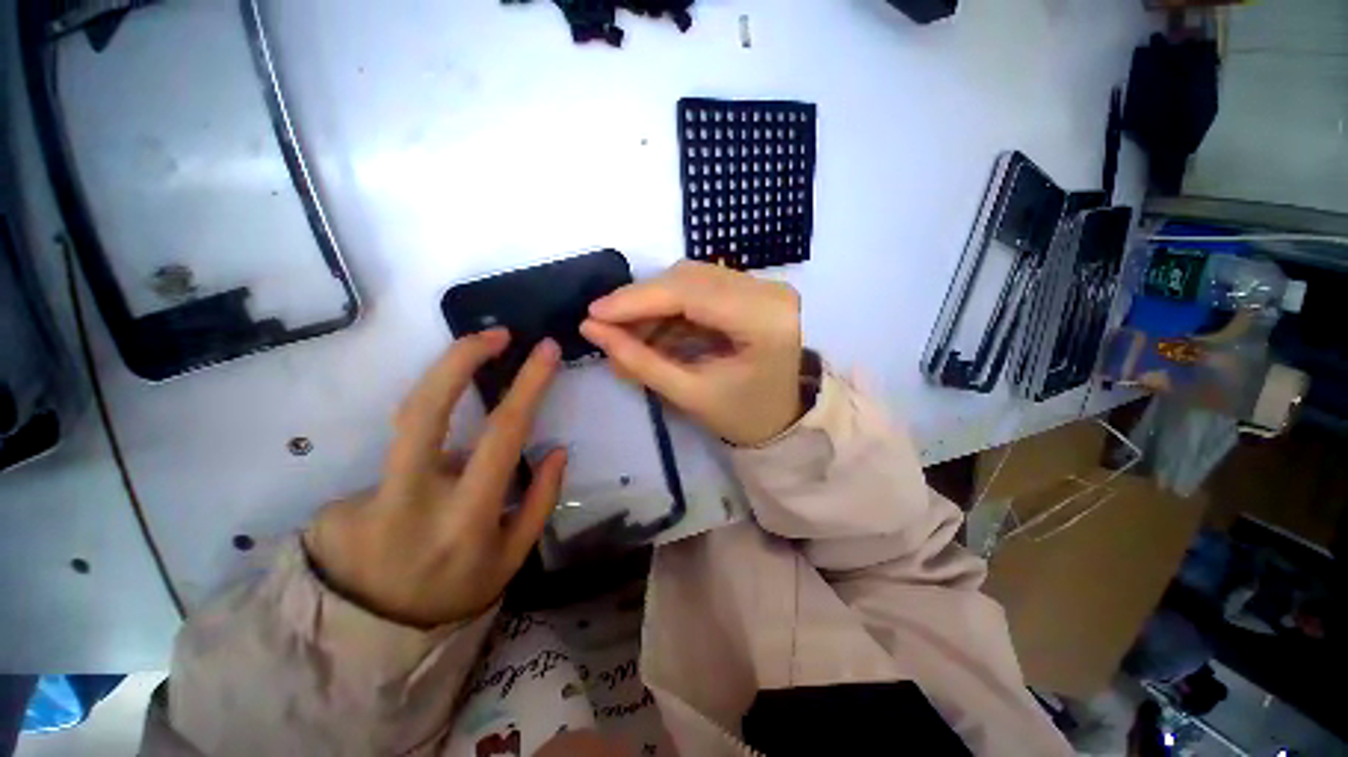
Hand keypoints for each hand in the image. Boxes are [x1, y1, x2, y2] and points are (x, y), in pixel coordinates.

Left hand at [303, 330, 566, 627]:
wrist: (371, 639)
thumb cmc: (456, 594)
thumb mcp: (512, 558)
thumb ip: (540, 501)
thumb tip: (557, 448)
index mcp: (466, 518)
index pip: (502, 434)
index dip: (527, 385)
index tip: (545, 350)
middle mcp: (411, 501)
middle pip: (426, 408)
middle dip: (461, 359)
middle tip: (494, 335)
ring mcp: (365, 499)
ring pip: (409, 422)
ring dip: (446, 391)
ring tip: (472, 398)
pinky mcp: (337, 500)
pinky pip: (401, 463)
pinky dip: (427, 464)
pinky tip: (426, 493)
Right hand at [580, 261, 803, 446]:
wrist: (781, 418)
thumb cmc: (741, 415)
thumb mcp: (688, 394)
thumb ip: (639, 360)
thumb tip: (591, 328)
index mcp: (764, 321)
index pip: (690, 293)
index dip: (637, 299)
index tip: (594, 313)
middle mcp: (770, 292)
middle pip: (688, 278)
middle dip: (641, 300)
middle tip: (605, 324)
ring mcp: (765, 286)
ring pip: (691, 278)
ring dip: (654, 303)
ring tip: (627, 332)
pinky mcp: (754, 289)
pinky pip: (701, 286)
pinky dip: (671, 306)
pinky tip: (652, 328)